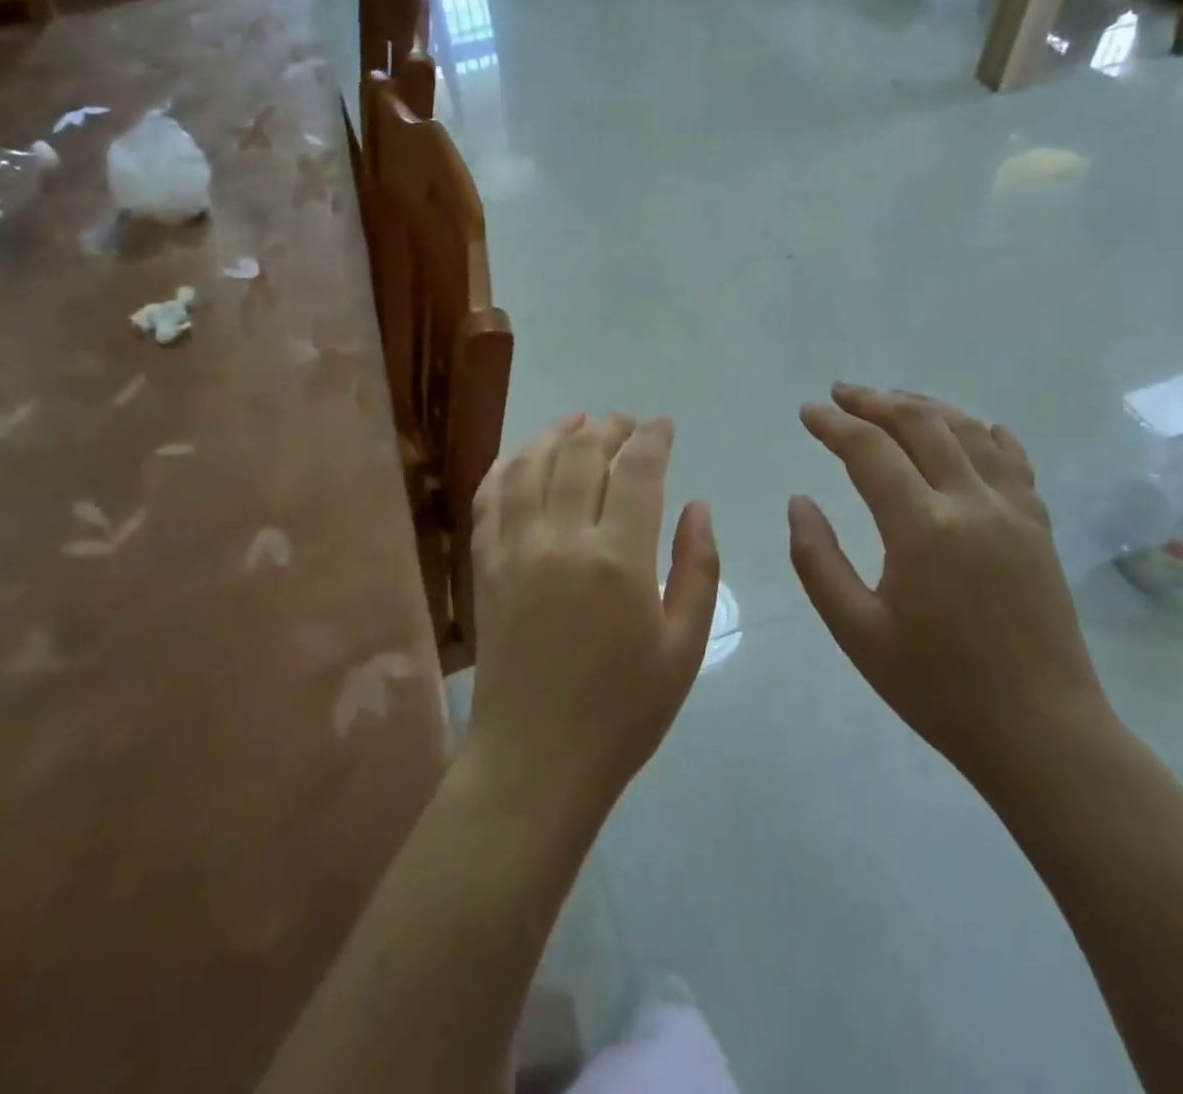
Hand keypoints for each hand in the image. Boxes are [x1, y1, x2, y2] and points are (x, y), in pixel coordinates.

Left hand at [468, 413, 719, 811]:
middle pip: (581, 455)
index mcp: (618, 560)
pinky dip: (506, 467)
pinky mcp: (484, 566)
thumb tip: (698, 506)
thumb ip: (697, 569)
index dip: (653, 438)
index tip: (663, 424)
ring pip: (530, 465)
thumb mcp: (683, 647)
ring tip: (576, 423)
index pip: (637, 471)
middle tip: (625, 423)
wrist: (536, 759)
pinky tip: (520, 458)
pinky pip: (489, 498)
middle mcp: (561, 540)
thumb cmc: (623, 710)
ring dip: (555, 434)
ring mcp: (514, 549)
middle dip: (607, 427)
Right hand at [788, 385, 1112, 781]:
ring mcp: (1015, 512)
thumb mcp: (856, 631)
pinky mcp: (1040, 528)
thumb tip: (799, 502)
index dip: (834, 425)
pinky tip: (974, 427)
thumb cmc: (937, 687)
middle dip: (875, 401)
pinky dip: (985, 434)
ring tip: (891, 399)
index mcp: (923, 529)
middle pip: (921, 424)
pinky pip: (1013, 461)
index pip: (870, 451)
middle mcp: (972, 504)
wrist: (1041, 732)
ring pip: (968, 431)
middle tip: (840, 394)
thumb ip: (817, 560)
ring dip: (925, 406)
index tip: (808, 412)